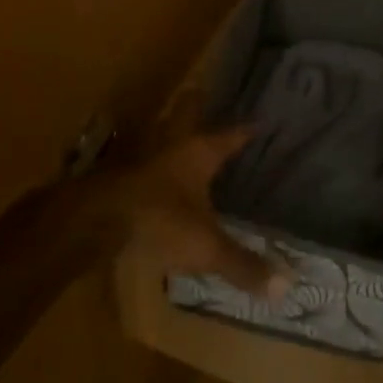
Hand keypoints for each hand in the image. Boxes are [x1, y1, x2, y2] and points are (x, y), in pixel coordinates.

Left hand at [93, 97, 288, 298]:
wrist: (95, 220)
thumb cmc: (159, 220)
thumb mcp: (206, 246)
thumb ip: (242, 264)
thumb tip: (287, 286)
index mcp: (198, 152)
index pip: (230, 134)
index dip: (246, 129)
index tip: (260, 120)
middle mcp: (171, 144)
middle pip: (186, 114)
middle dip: (197, 105)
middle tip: (208, 96)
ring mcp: (141, 156)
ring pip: (160, 132)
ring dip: (170, 130)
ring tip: (182, 132)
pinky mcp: (119, 173)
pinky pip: (142, 158)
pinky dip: (151, 160)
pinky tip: (153, 172)